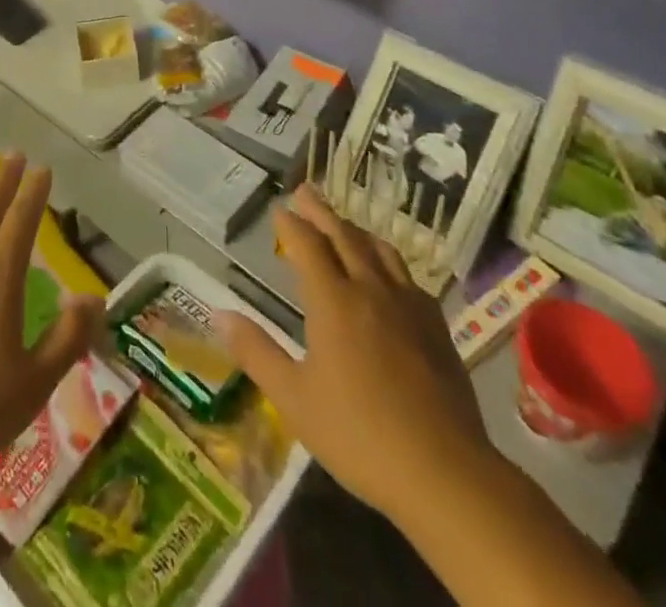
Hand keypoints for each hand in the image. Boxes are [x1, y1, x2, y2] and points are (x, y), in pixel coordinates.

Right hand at [215, 184, 492, 523]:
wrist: (446, 472)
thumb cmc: (359, 436)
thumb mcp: (294, 399)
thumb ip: (256, 353)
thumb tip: (220, 315)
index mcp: (333, 301)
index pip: (307, 245)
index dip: (291, 224)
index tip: (280, 209)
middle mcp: (370, 289)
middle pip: (343, 235)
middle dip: (320, 212)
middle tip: (305, 192)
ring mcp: (408, 305)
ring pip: (379, 250)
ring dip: (355, 230)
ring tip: (343, 225)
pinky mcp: (436, 326)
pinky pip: (407, 276)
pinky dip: (387, 261)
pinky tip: (388, 276)